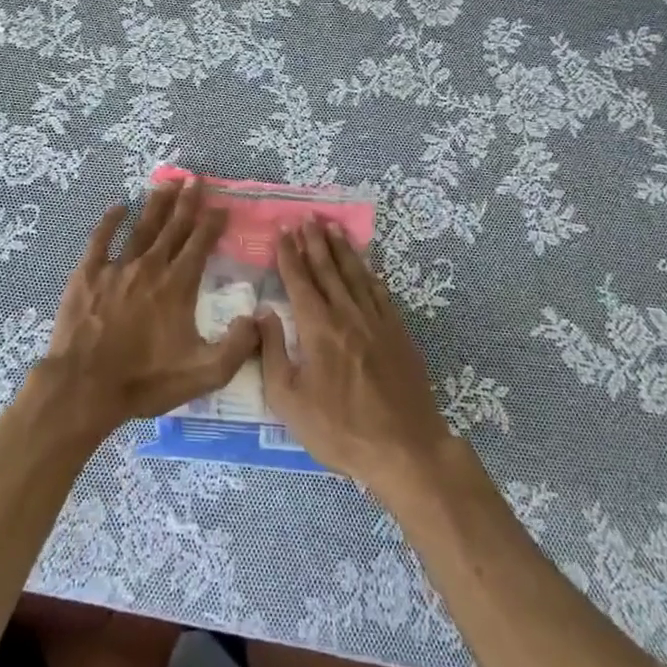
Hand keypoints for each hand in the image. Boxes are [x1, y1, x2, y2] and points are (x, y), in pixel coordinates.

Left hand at [36, 177, 259, 442]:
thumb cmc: (145, 380)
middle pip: (173, 228)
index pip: (200, 245)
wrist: (85, 386)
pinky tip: (118, 207)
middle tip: (196, 179)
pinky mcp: (87, 274)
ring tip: (167, 183)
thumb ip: (237, 347)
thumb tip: (257, 318)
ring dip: (156, 205)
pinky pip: (100, 240)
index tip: (222, 206)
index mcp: (177, 286)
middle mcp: (150, 267)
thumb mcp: (204, 373)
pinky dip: (110, 221)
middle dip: (187, 202)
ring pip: (141, 228)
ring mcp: (116, 268)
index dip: (212, 223)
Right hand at [258, 219, 454, 490]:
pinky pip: (381, 293)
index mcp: (317, 327)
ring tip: (332, 228)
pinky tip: (366, 267)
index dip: (290, 254)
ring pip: (356, 275)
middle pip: (328, 269)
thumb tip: (262, 313)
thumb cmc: (338, 428)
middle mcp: (347, 314)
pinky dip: (370, 274)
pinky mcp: (398, 334)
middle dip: (315, 241)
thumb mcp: (288, 399)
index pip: (300, 280)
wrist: (404, 449)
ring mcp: (377, 321)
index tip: (283, 230)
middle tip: (306, 217)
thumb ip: (272, 352)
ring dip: (342, 249)